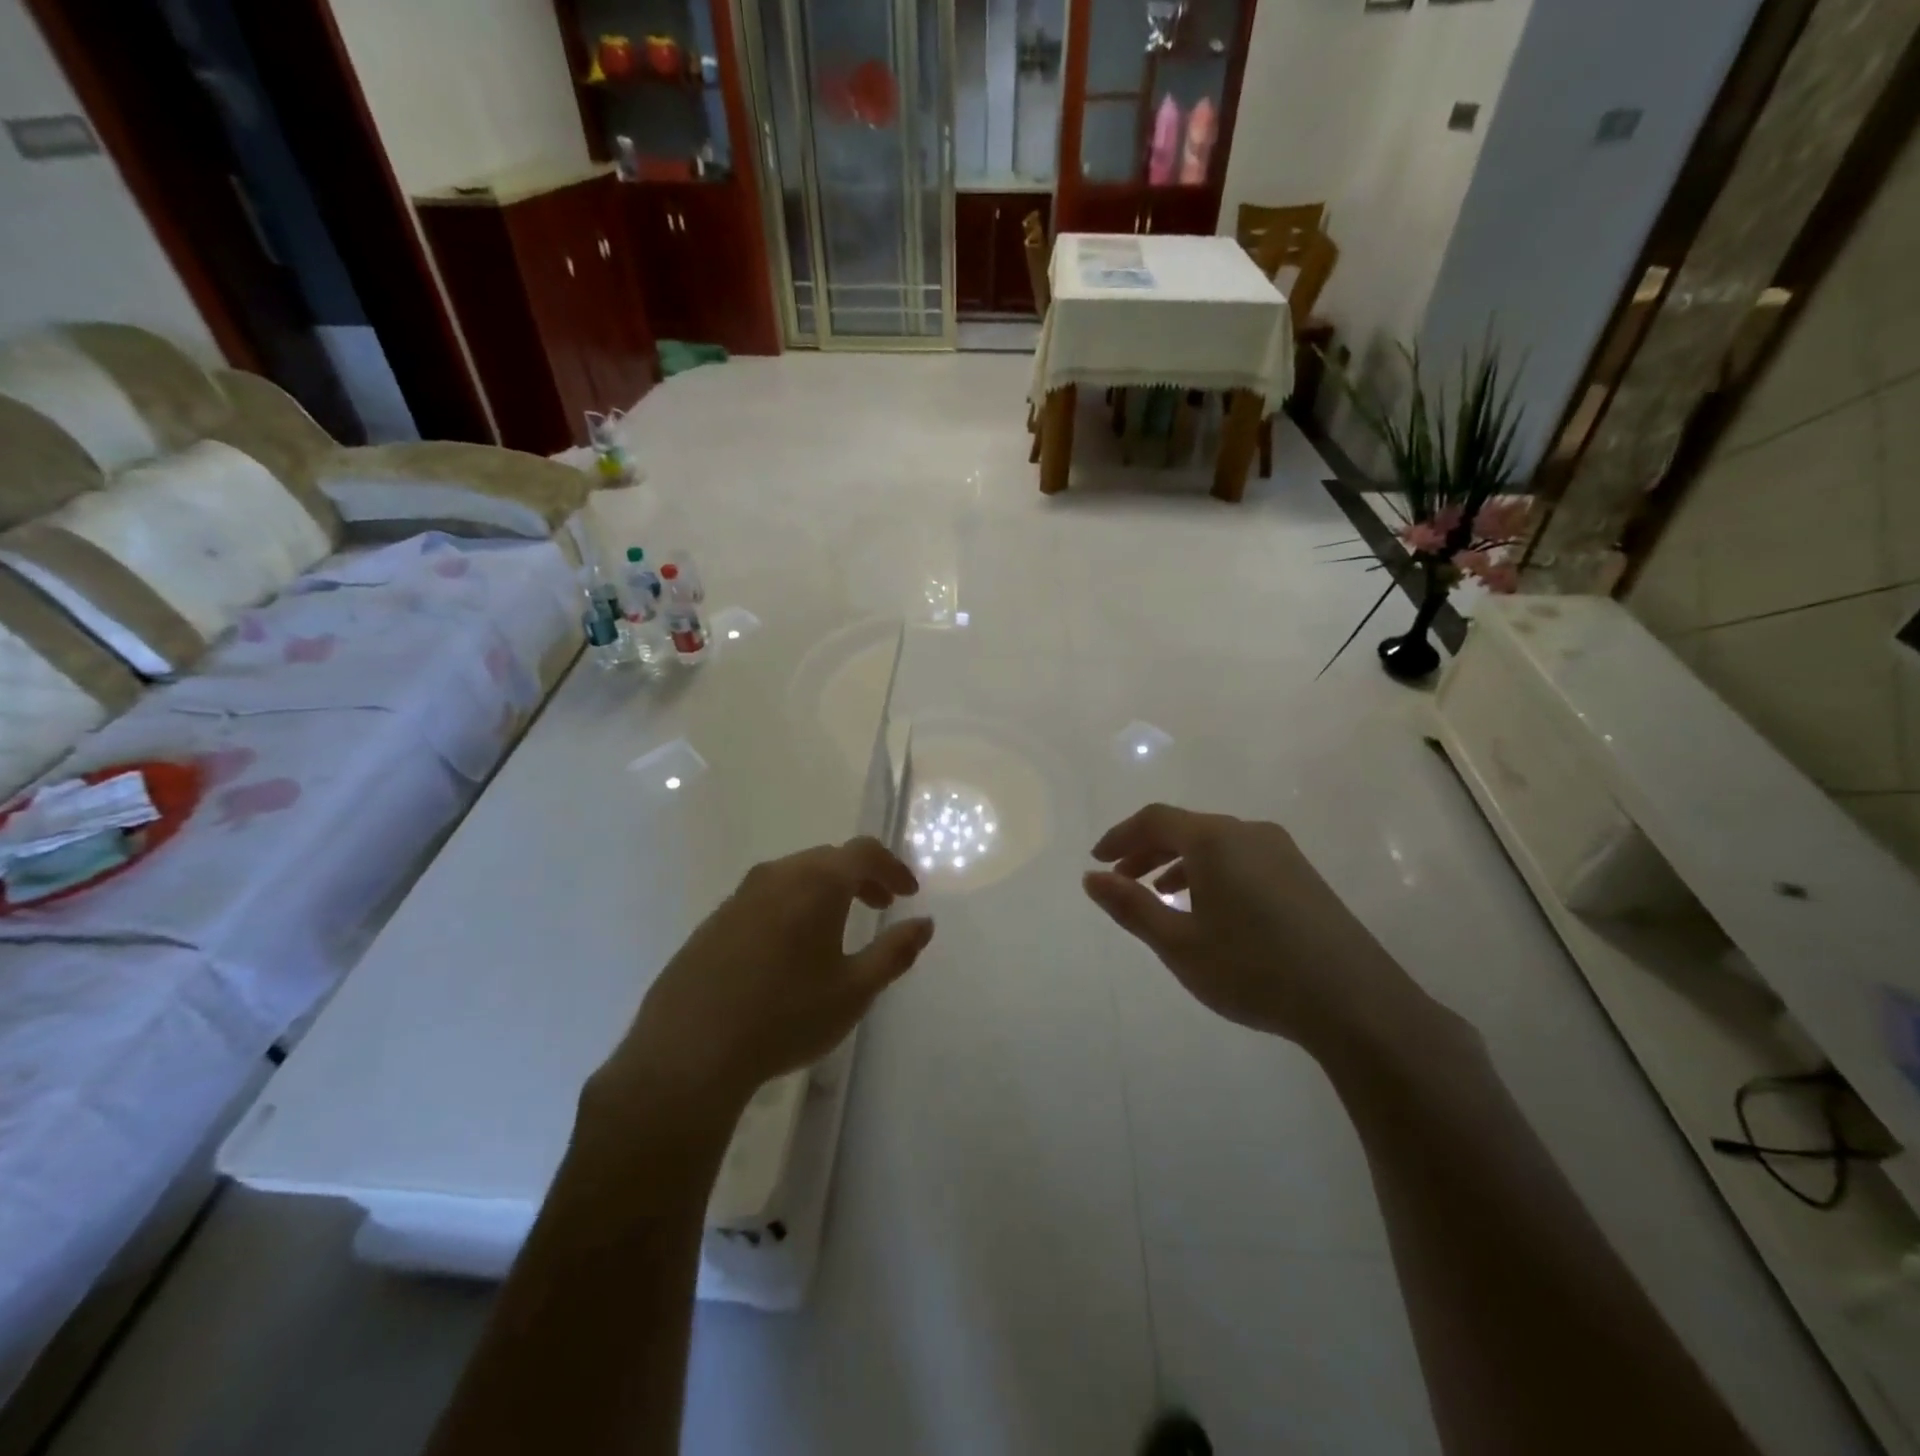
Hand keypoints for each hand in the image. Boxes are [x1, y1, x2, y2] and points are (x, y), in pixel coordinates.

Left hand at [594, 838, 934, 1117]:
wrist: (688, 1052)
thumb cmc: (786, 1017)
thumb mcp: (854, 990)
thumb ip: (895, 952)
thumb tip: (924, 923)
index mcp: (816, 883)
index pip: (864, 852)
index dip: (892, 867)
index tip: (907, 894)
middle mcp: (777, 876)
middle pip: (828, 859)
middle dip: (861, 877)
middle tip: (879, 906)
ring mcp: (739, 896)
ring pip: (793, 876)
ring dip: (824, 890)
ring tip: (836, 928)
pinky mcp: (713, 921)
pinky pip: (764, 898)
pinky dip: (791, 906)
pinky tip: (788, 950)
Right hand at [1083, 803, 1428, 1057]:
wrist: (1355, 1003)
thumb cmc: (1253, 969)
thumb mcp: (1178, 943)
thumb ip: (1131, 906)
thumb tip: (1091, 878)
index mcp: (1215, 839)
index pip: (1155, 819)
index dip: (1120, 835)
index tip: (1098, 860)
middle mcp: (1248, 833)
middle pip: (1186, 828)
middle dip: (1147, 850)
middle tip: (1122, 880)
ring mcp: (1282, 852)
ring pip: (1216, 844)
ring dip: (1179, 863)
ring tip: (1161, 896)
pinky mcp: (1303, 876)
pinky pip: (1242, 858)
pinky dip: (1211, 873)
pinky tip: (1211, 910)